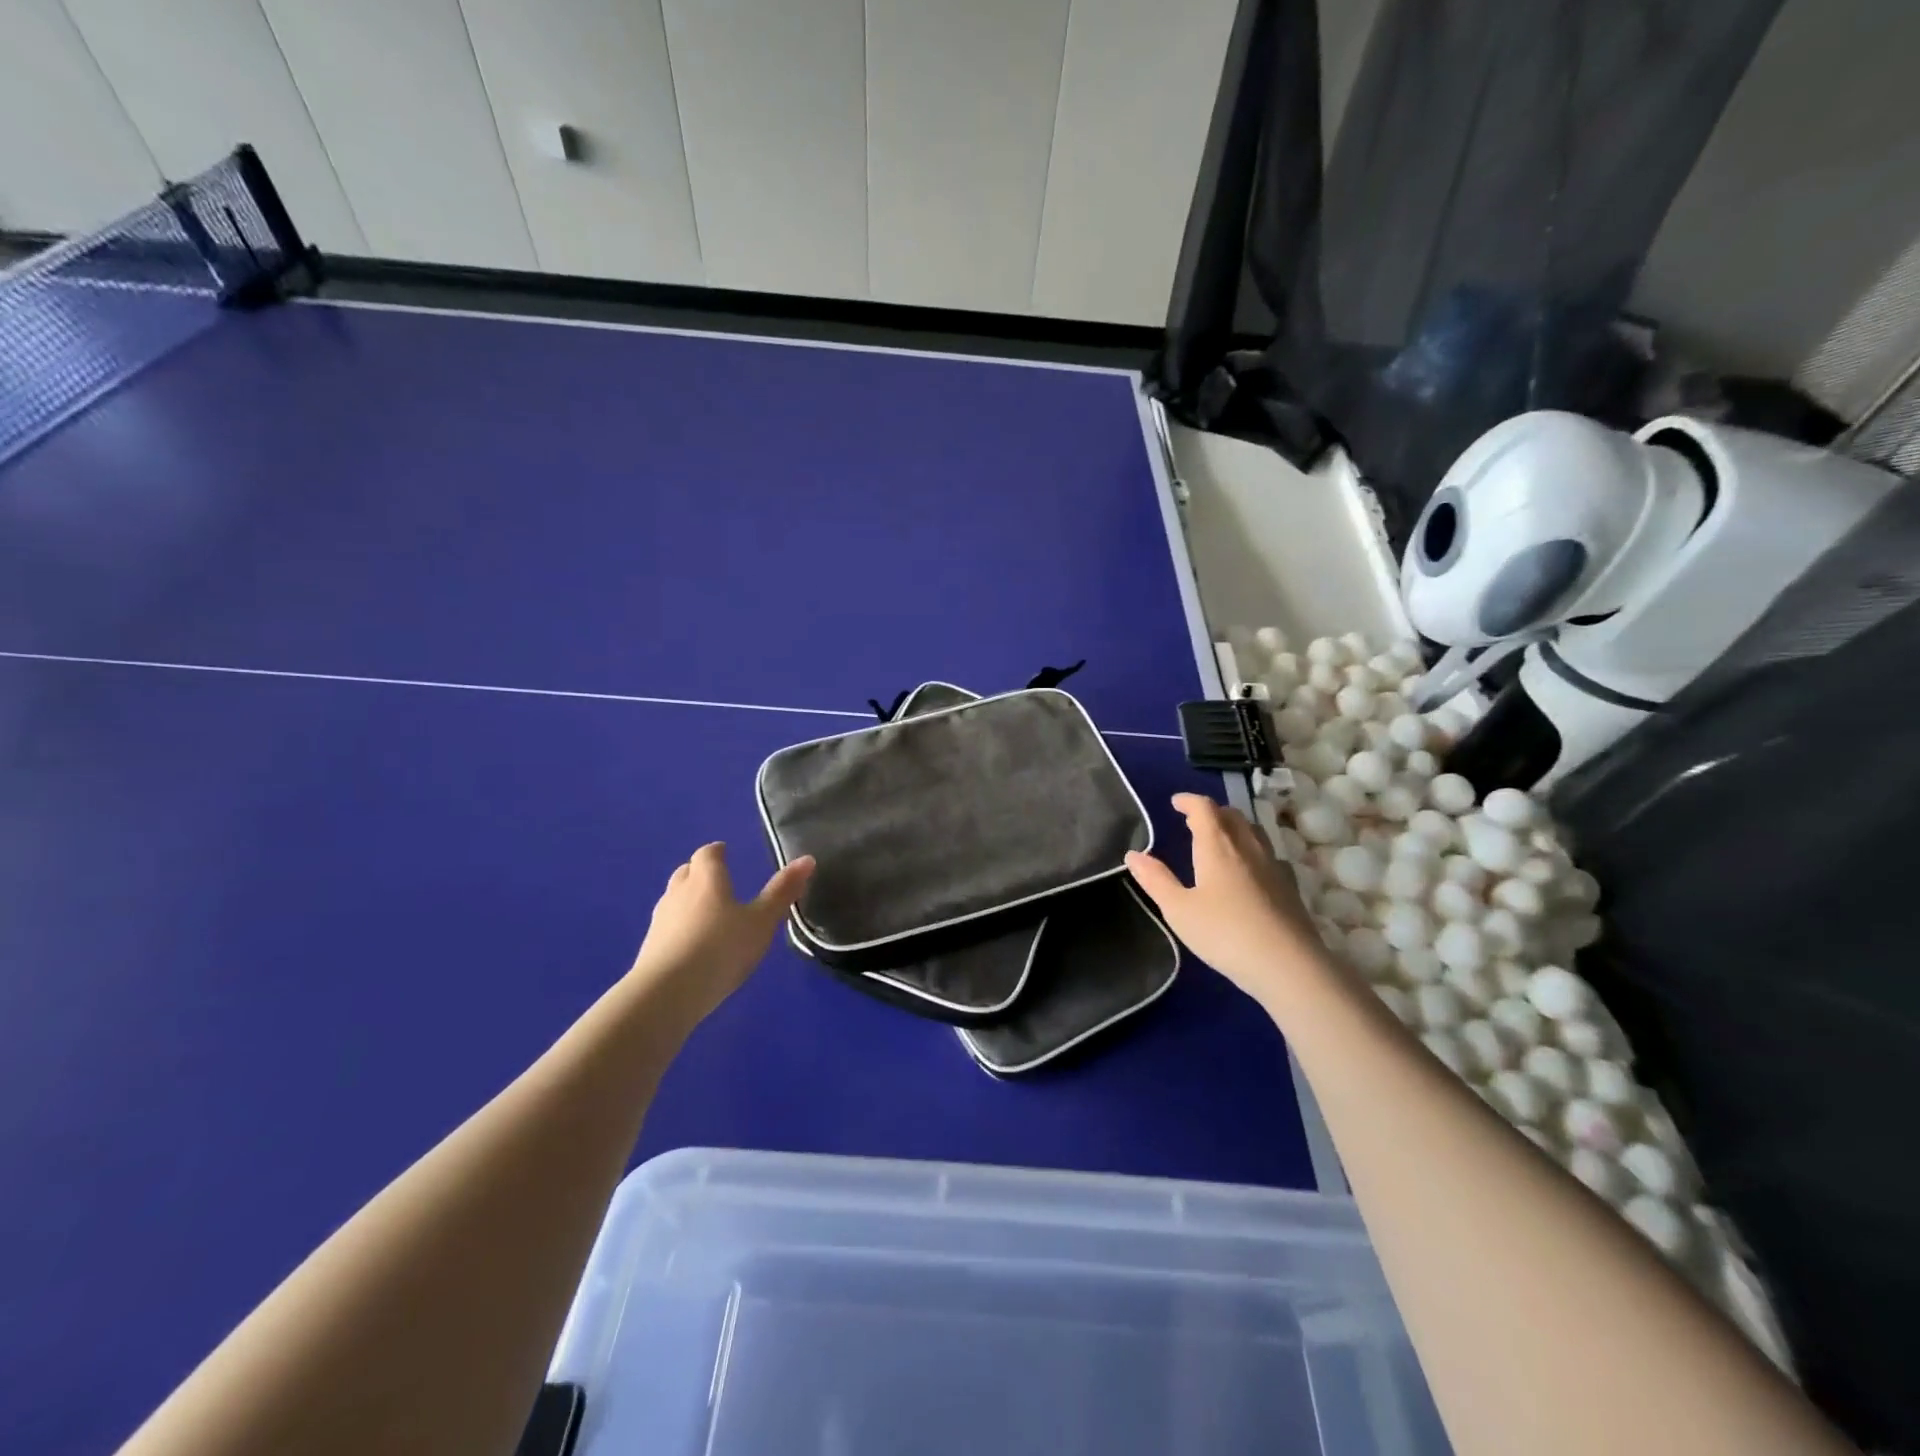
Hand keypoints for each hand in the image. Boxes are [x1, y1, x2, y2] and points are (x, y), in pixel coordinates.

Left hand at [629, 843, 814, 1027]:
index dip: (717, 852)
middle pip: (687, 872)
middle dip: (701, 872)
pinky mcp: (649, 947)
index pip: (707, 854)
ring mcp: (660, 920)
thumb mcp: (761, 922)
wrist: (667, 994)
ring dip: (688, 900)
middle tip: (719, 882)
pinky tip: (692, 945)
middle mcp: (679, 892)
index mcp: (707, 879)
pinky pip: (667, 926)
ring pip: (674, 899)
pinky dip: (679, 927)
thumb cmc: (721, 949)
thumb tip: (807, 859)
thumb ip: (782, 892)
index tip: (726, 853)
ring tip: (708, 914)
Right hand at [1126, 794, 1320, 1009]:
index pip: (1204, 808)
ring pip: (1253, 832)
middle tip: (1194, 820)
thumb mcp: (1179, 910)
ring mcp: (1273, 866)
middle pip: (1232, 815)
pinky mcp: (1290, 887)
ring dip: (1234, 827)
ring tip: (1221, 839)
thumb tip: (1133, 854)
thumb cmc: (1224, 934)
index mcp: (1217, 846)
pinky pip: (1268, 854)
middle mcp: (1247, 847)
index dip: (1189, 801)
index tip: (1175, 802)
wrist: (1288, 966)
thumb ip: (1156, 880)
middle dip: (1212, 812)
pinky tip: (1250, 870)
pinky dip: (1253, 850)